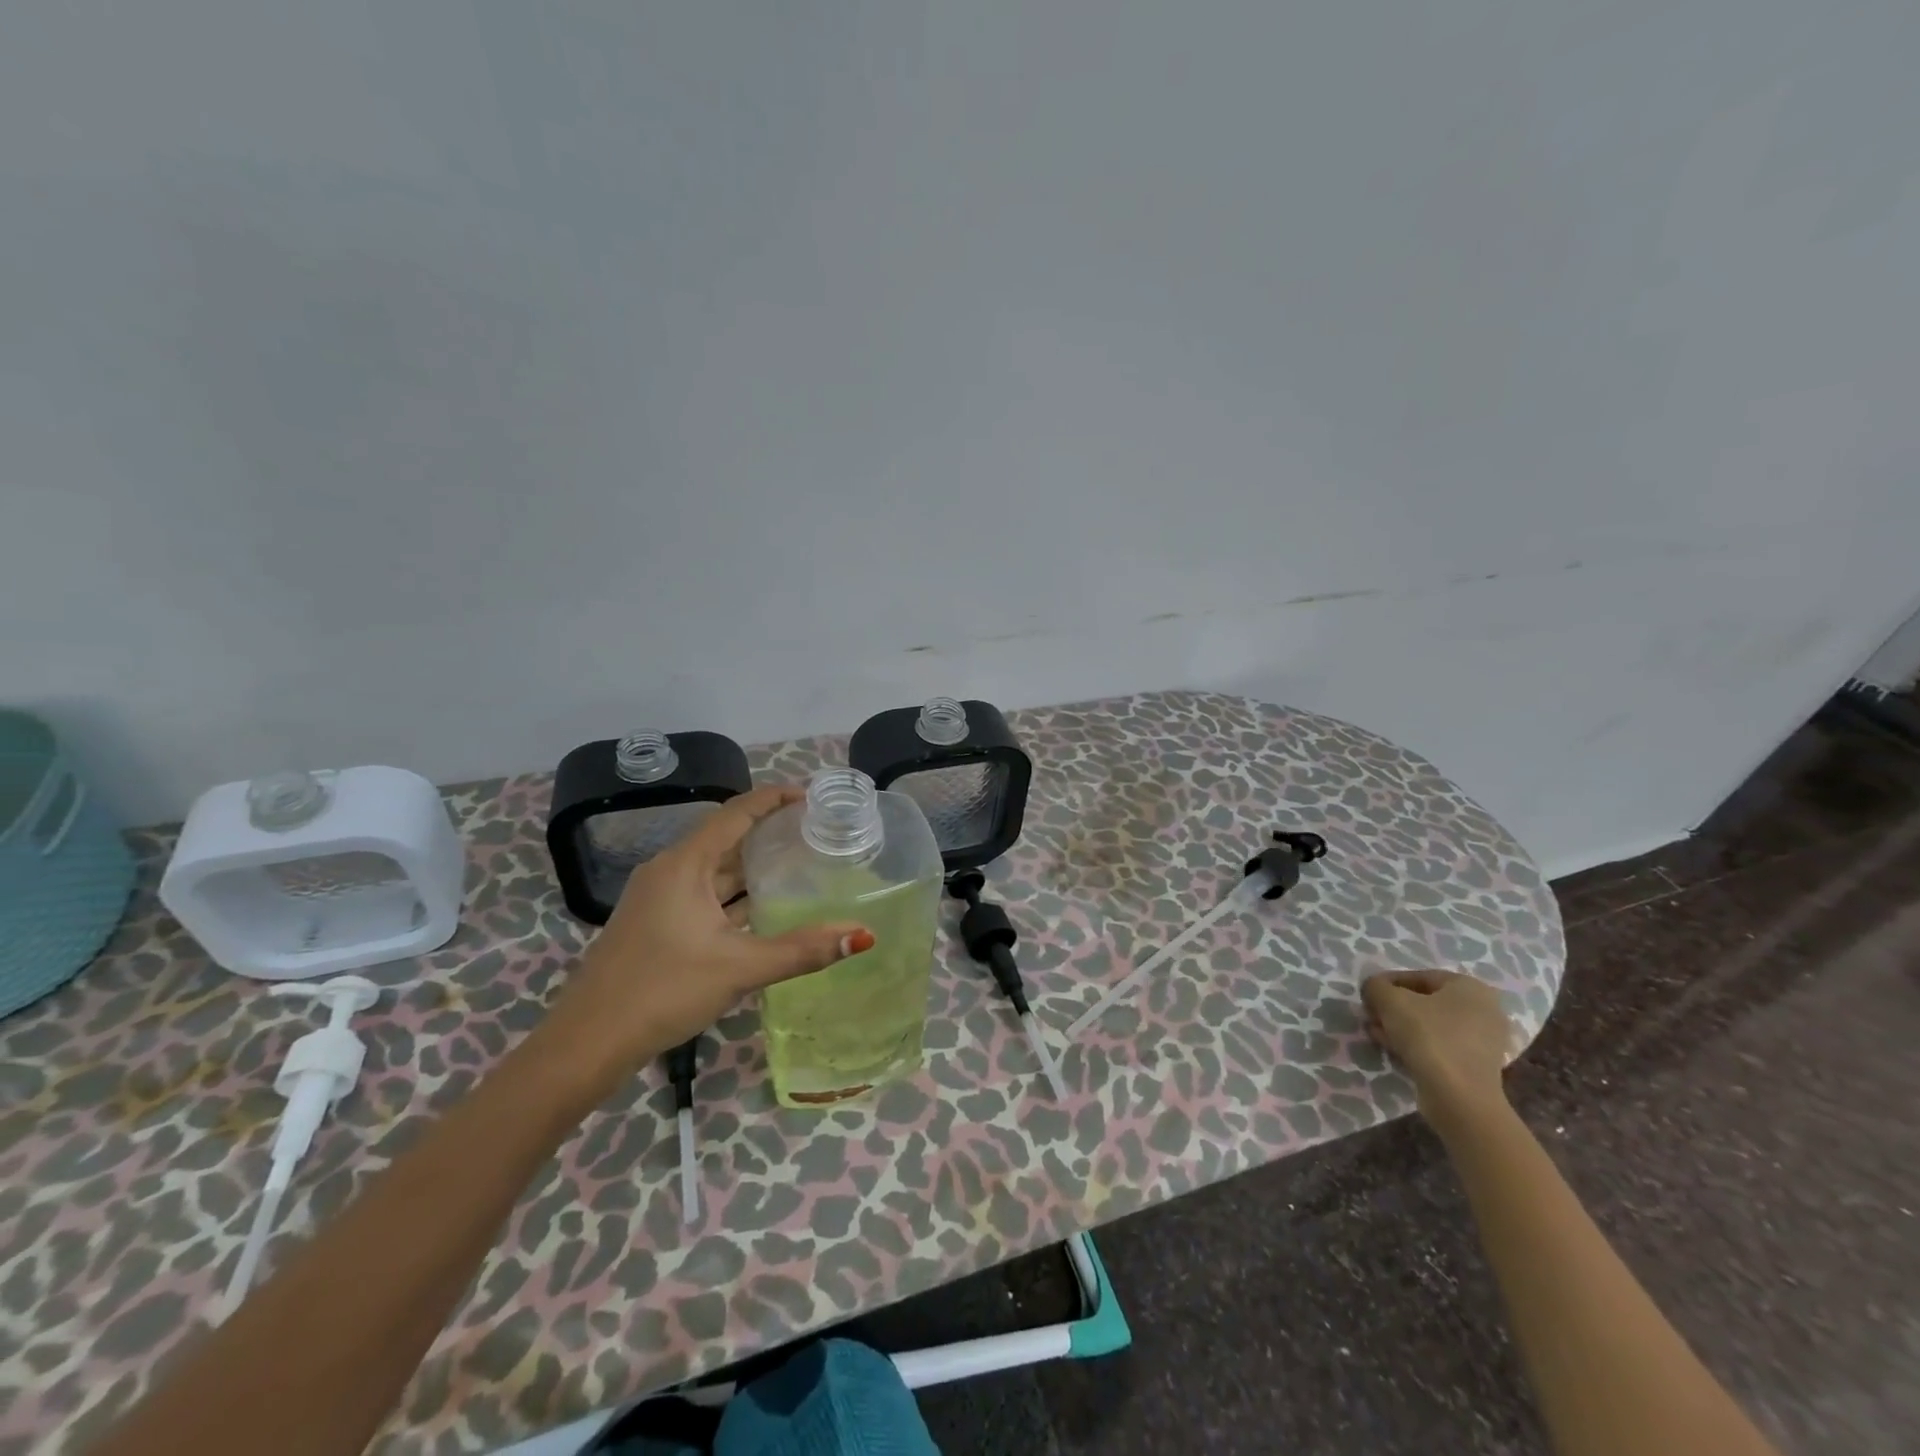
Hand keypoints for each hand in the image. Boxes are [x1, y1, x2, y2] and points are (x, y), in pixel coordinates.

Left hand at [542, 785, 872, 1082]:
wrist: (587, 1043)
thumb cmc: (662, 991)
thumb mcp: (739, 968)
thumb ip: (801, 950)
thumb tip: (862, 935)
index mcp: (685, 864)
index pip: (736, 812)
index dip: (774, 798)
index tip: (812, 798)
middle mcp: (669, 870)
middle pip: (726, 836)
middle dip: (769, 831)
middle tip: (815, 832)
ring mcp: (658, 897)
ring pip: (714, 869)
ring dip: (752, 865)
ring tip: (800, 863)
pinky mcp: (655, 922)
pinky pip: (704, 893)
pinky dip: (735, 893)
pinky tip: (763, 908)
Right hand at [1361, 970, 1516, 1127]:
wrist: (1459, 1097)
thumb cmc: (1428, 1037)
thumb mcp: (1390, 1001)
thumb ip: (1376, 986)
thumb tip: (1373, 989)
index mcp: (1470, 987)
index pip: (1419, 976)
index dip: (1387, 984)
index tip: (1367, 996)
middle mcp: (1484, 1010)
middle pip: (1426, 1002)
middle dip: (1394, 1007)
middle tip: (1371, 1015)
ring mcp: (1484, 1040)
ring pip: (1431, 1025)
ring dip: (1401, 1026)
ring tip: (1376, 1033)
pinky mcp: (1477, 1065)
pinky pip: (1440, 1045)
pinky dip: (1416, 1044)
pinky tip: (1393, 1049)